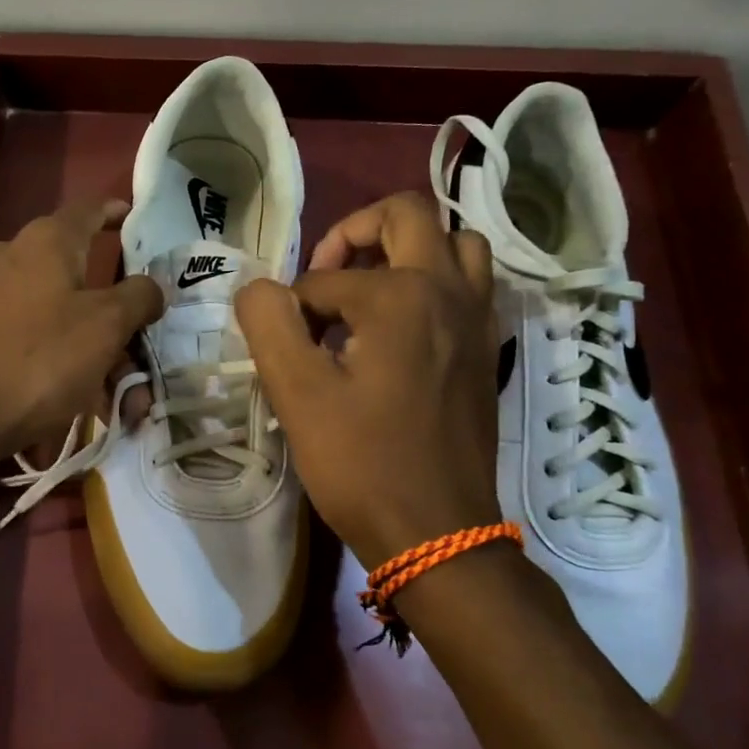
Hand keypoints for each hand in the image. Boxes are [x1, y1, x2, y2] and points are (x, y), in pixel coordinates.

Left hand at [0, 198, 163, 465]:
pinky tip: (61, 403)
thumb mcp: (106, 327)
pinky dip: (48, 362)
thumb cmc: (40, 360)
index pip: (88, 210)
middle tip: (133, 354)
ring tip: (106, 398)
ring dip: (84, 349)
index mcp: (46, 243)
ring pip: (49, 315)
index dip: (113, 211)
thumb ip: (138, 298)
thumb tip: (151, 286)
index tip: (130, 215)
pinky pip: (20, 339)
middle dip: (109, 316)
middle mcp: (8, 257)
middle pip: (73, 275)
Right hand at [234, 191, 501, 566]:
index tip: (285, 349)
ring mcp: (479, 319)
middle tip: (325, 275)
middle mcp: (449, 291)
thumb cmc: (362, 463)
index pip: (326, 276)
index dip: (293, 307)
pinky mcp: (488, 350)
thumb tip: (260, 288)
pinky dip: (435, 282)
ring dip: (407, 249)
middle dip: (356, 231)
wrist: (438, 533)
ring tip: (368, 290)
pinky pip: (469, 285)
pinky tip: (400, 326)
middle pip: (408, 215)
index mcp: (401, 295)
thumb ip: (268, 323)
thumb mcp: (297, 393)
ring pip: (454, 244)